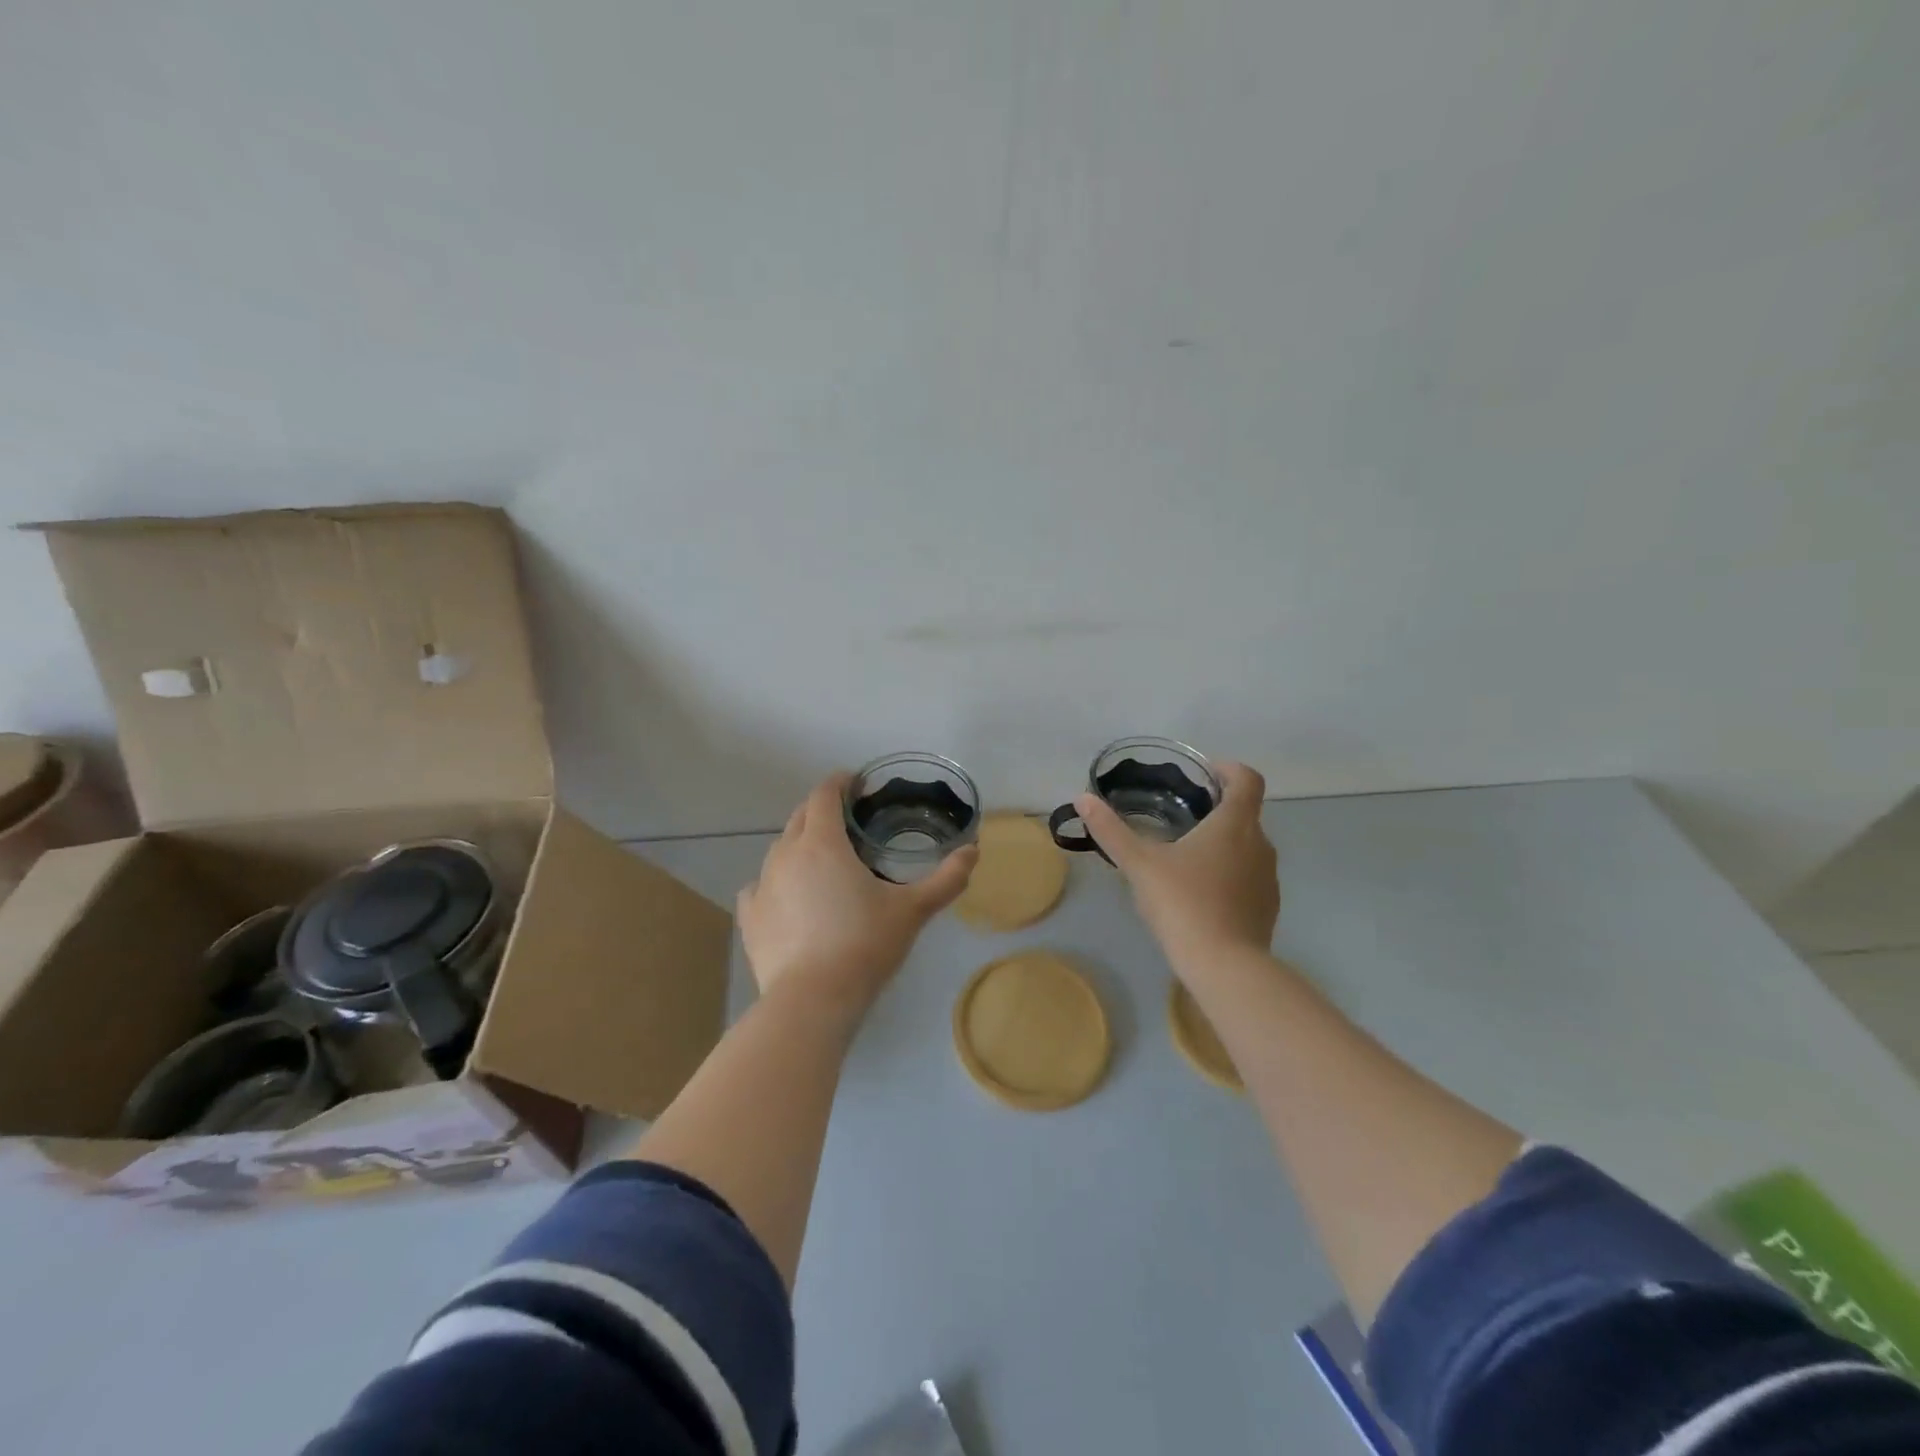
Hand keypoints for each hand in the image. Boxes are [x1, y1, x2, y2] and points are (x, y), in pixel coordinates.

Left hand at [737, 773, 978, 1012]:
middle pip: (800, 816)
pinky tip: (790, 897)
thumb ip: (946, 878)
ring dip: (801, 844)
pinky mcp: (750, 916)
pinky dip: (776, 882)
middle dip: (823, 810)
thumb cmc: (865, 944)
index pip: (824, 794)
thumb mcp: (913, 910)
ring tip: (824, 862)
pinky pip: (760, 885)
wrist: (813, 1000)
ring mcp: (763, 884)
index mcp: (822, 843)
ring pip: (779, 849)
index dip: (841, 783)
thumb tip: (974, 850)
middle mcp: (786, 854)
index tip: (858, 784)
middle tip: (850, 822)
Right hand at [1076, 762, 1278, 966]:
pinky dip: (1230, 872)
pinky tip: (1200, 892)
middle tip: (1182, 815)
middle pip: (1246, 812)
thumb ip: (1110, 830)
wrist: (1225, 966)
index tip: (1205, 773)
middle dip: (1218, 808)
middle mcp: (1260, 844)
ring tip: (1186, 855)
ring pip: (1248, 846)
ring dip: (1224, 842)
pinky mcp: (1268, 907)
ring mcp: (1268, 878)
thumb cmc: (1183, 904)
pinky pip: (1250, 876)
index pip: (1248, 779)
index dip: (1230, 769)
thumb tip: (1083, 799)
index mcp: (1234, 825)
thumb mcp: (1139, 864)